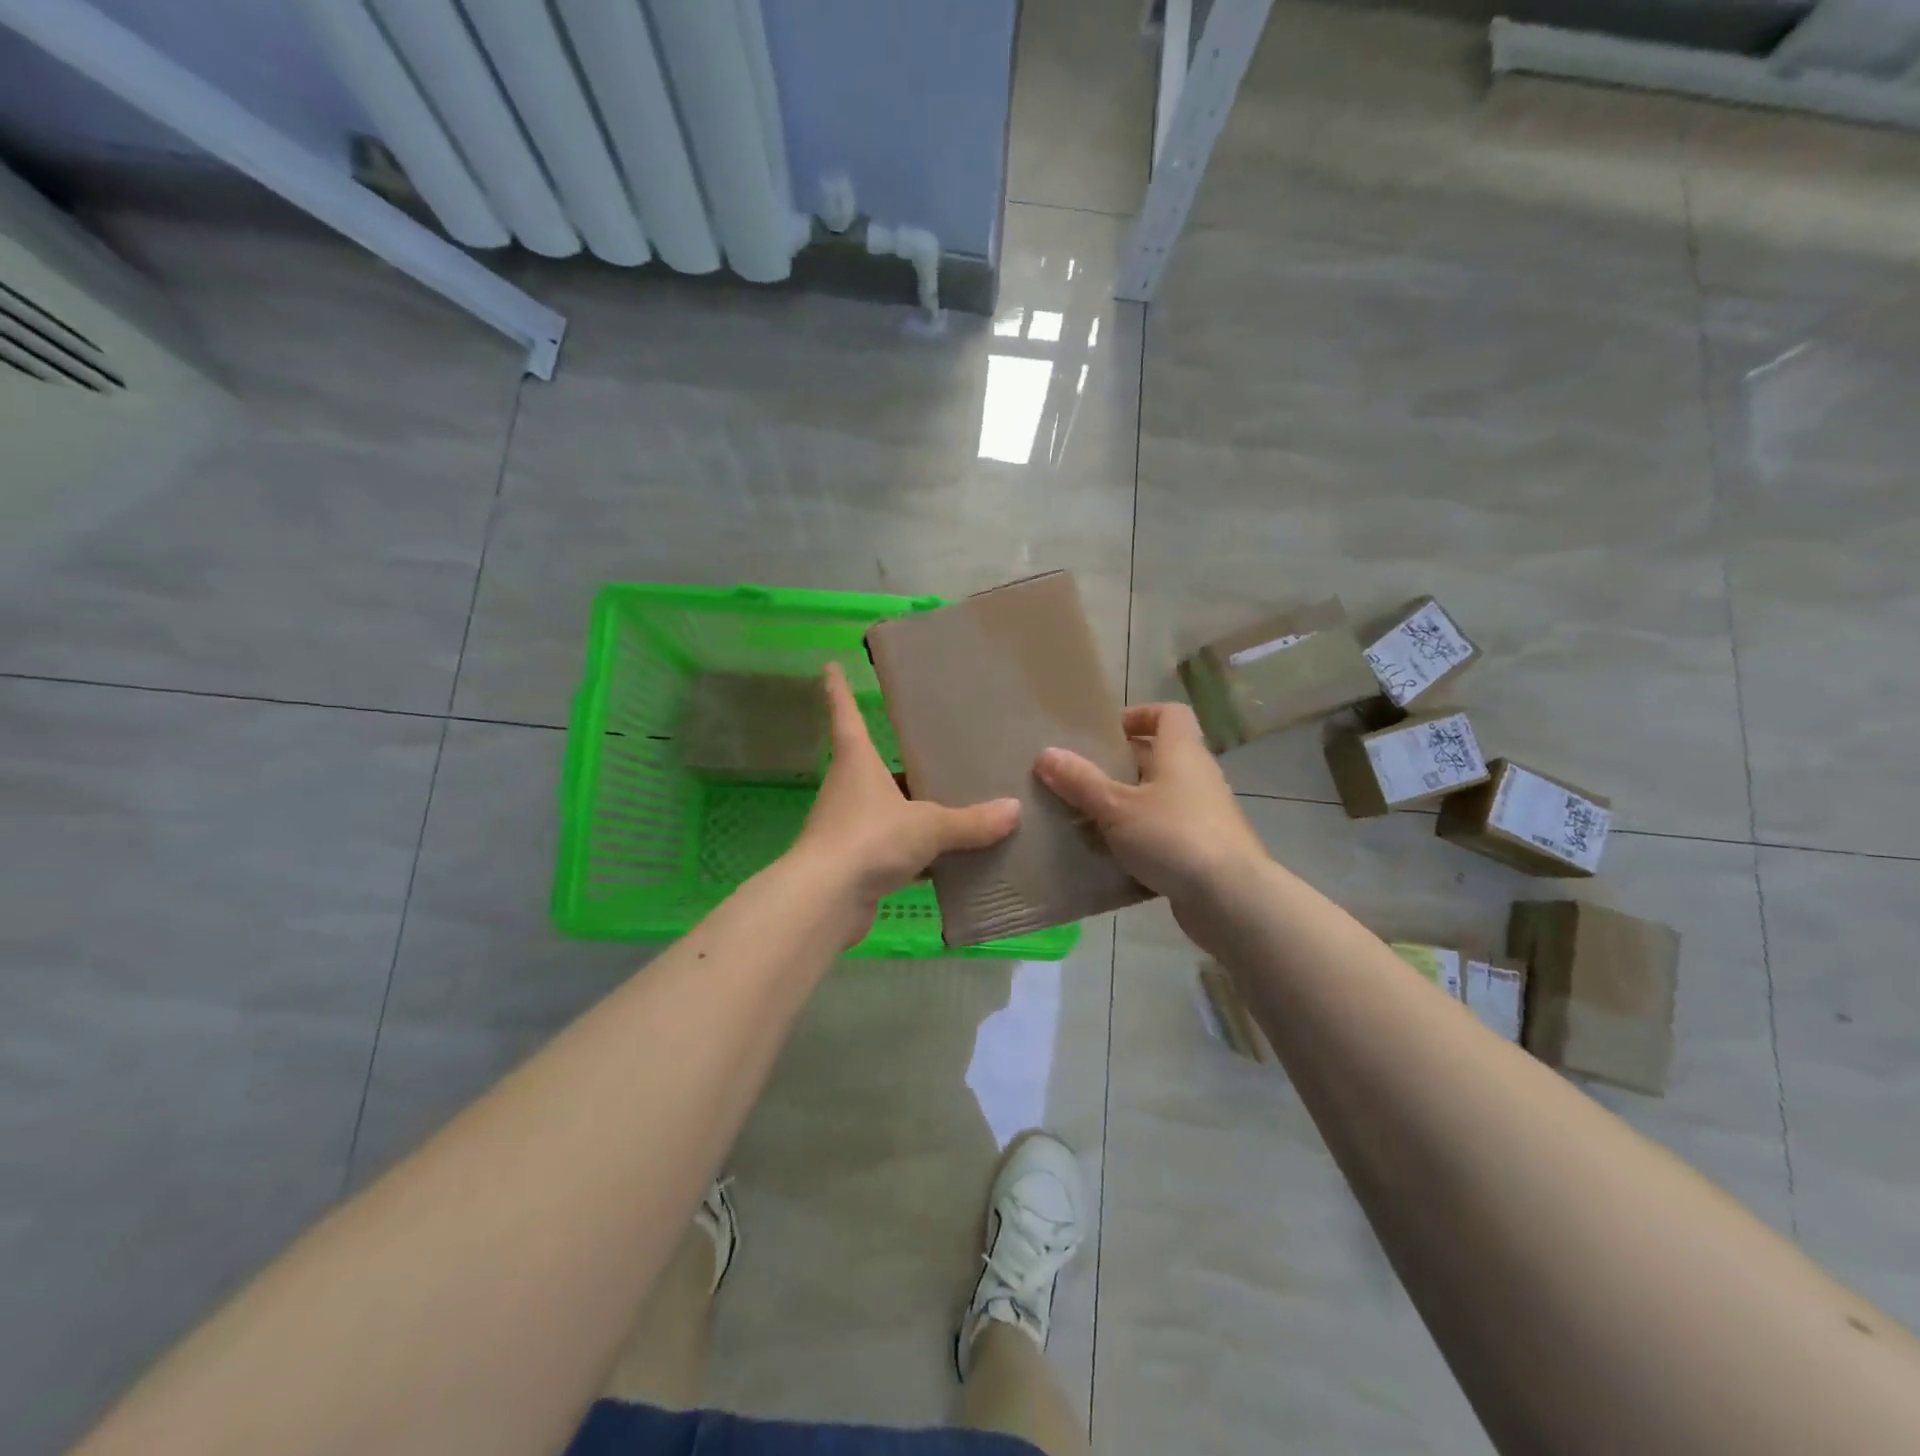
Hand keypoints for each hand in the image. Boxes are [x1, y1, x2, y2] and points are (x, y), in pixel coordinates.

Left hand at [791, 663, 1020, 932]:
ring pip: (885, 810)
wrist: (825, 900)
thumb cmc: (870, 839)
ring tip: (953, 806)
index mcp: (856, 761)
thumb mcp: (928, 826)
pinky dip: (915, 854)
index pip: (845, 714)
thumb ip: (969, 821)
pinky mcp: (853, 863)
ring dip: (911, 810)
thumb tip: (1013, 810)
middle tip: (933, 750)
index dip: (838, 689)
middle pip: (872, 764)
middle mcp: (848, 788)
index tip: (829, 666)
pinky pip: (891, 849)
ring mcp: (847, 827)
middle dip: (898, 761)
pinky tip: (947, 862)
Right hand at [1035, 702, 1266, 910]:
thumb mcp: (1116, 807)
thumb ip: (1080, 781)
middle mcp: (1197, 776)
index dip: (1138, 716)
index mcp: (1181, 752)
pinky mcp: (1203, 848)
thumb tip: (1045, 753)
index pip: (1168, 713)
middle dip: (1120, 765)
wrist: (1231, 899)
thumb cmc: (1173, 836)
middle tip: (1082, 777)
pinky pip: (1165, 831)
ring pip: (1160, 797)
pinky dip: (1141, 837)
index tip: (1105, 734)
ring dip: (1128, 804)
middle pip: (1159, 756)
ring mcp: (1204, 814)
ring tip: (1089, 817)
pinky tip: (1112, 856)